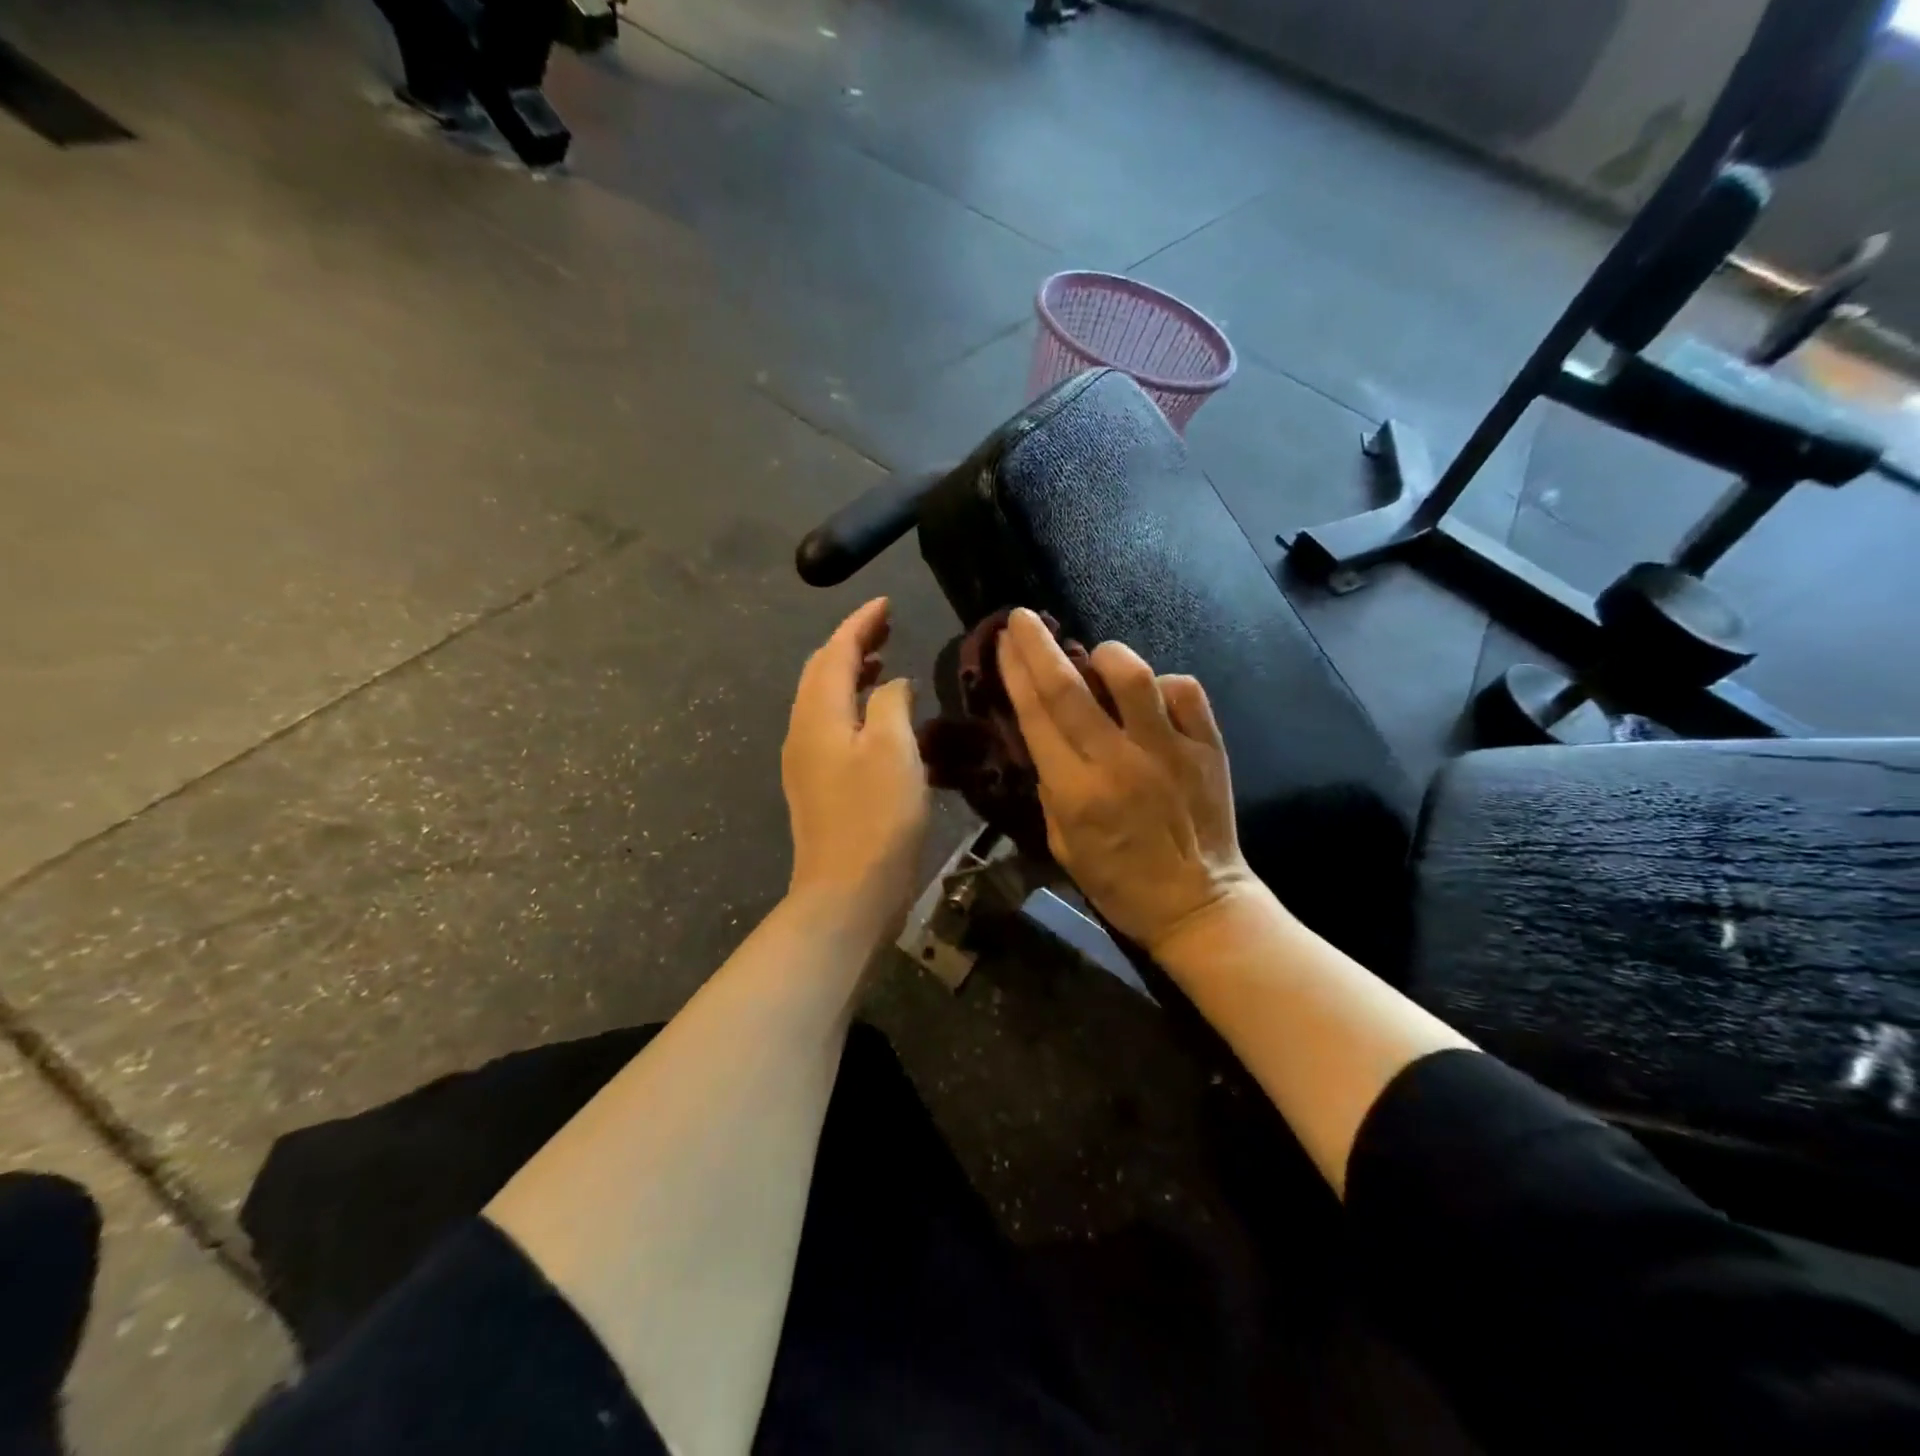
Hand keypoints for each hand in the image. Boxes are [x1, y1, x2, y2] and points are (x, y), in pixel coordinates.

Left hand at [783, 598, 929, 931]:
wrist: (846, 893)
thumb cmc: (876, 818)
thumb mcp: (894, 750)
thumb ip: (892, 703)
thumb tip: (892, 684)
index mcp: (818, 715)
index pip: (835, 652)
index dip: (860, 622)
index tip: (886, 602)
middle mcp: (803, 731)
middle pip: (821, 672)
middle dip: (851, 643)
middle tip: (886, 627)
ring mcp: (805, 761)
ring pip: (823, 700)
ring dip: (850, 674)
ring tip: (881, 662)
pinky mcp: (816, 785)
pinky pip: (830, 727)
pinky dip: (852, 707)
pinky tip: (877, 718)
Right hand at [998, 607, 1258, 956]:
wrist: (1197, 903)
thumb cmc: (1119, 882)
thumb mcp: (1062, 843)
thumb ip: (1051, 788)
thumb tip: (1046, 739)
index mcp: (1077, 791)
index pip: (1037, 715)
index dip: (1016, 672)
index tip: (1004, 641)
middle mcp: (1119, 761)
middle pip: (1070, 687)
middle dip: (1039, 645)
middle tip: (1023, 616)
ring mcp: (1169, 750)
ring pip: (1133, 677)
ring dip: (1106, 656)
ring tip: (1096, 656)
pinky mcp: (1208, 747)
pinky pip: (1184, 692)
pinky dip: (1163, 684)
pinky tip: (1152, 696)